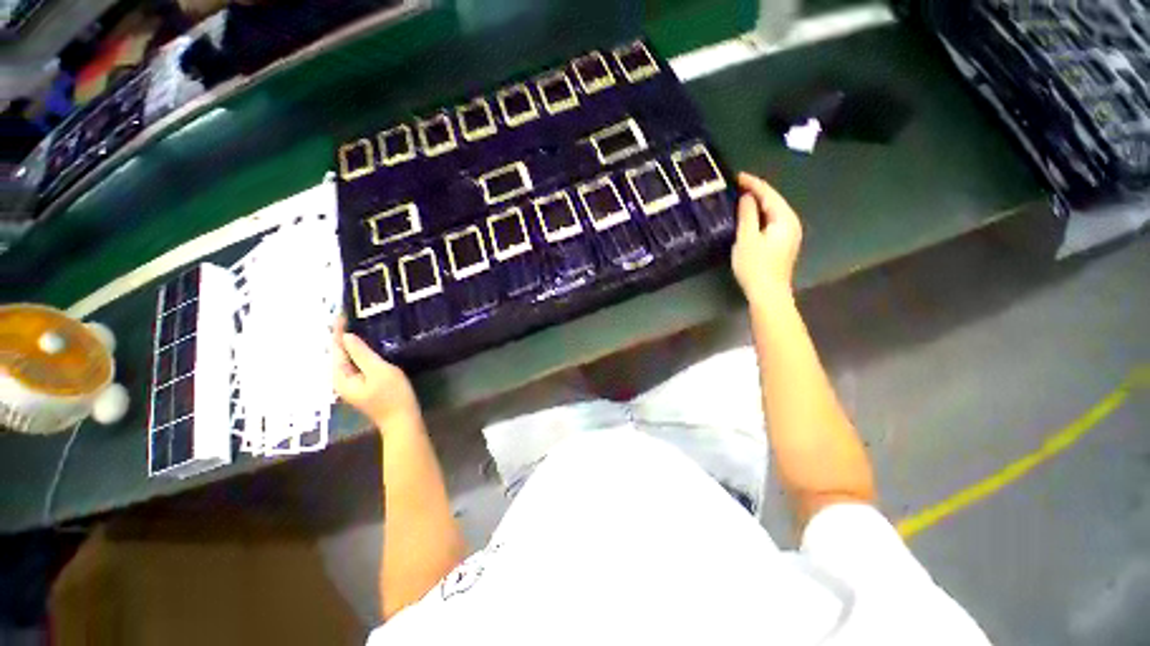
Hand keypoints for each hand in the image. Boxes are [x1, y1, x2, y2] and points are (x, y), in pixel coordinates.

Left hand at [332, 316, 420, 430]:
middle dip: (340, 336)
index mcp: (341, 377)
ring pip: (346, 359)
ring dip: (349, 343)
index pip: (336, 349)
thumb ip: (362, 354)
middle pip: (338, 354)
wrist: (403, 419)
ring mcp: (352, 384)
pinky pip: (355, 364)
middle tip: (346, 317)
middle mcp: (341, 380)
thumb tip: (347, 337)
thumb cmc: (392, 395)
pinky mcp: (362, 385)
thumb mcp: (379, 371)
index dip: (338, 331)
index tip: (342, 314)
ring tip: (353, 326)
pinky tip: (364, 345)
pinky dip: (357, 352)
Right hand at [731, 172, 802, 304]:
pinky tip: (749, 217)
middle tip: (737, 186)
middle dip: (756, 191)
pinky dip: (760, 216)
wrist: (768, 293)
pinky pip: (771, 222)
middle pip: (773, 201)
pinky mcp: (783, 244)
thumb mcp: (747, 238)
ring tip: (740, 198)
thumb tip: (747, 196)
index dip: (753, 183)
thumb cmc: (755, 266)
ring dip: (757, 204)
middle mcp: (791, 223)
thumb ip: (747, 214)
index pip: (769, 194)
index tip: (737, 176)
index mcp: (785, 218)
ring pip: (772, 212)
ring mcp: (789, 234)